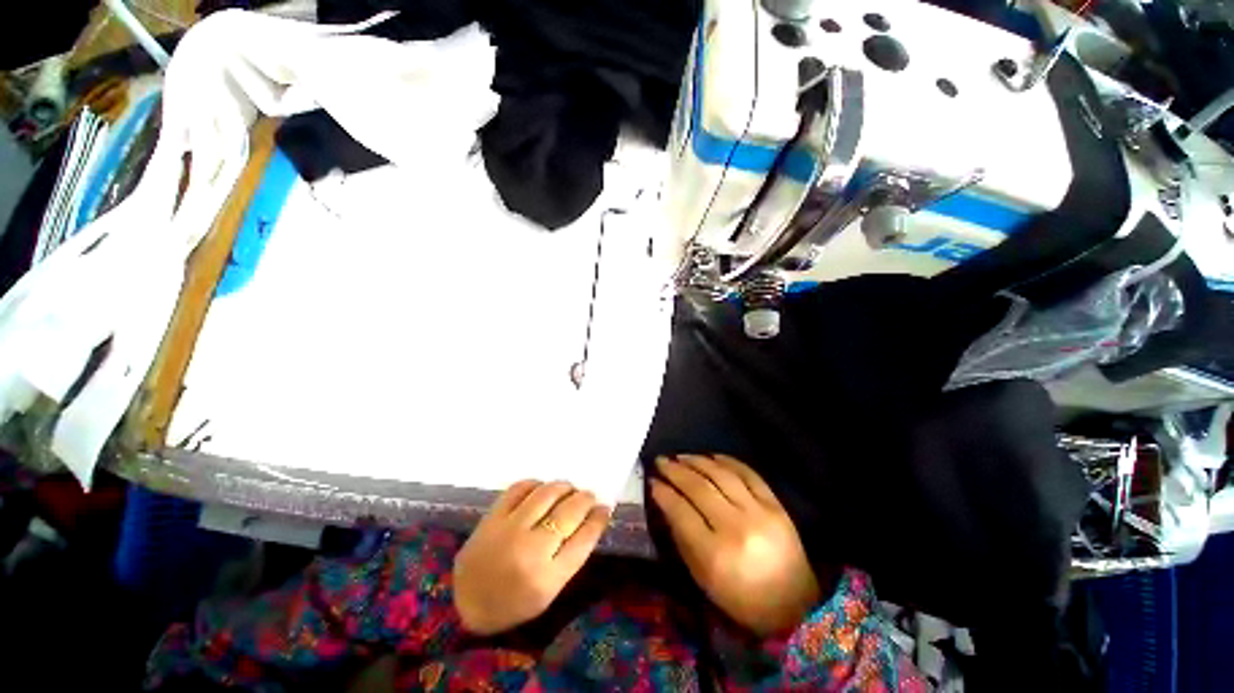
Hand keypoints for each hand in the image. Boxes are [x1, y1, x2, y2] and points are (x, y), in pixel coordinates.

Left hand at [454, 480, 609, 635]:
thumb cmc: (514, 602)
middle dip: (585, 499)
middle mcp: (529, 551)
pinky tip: (542, 490)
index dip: (598, 518)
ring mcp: (508, 530)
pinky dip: (537, 484)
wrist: (465, 603)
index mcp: (546, 579)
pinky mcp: (491, 517)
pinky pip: (521, 487)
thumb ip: (573, 554)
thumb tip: (594, 516)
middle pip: (569, 512)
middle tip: (588, 497)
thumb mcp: (550, 590)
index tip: (604, 508)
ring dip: (564, 487)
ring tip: (569, 490)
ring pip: (547, 493)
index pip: (584, 538)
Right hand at [650, 455, 820, 635]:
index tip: (652, 481)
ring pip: (721, 475)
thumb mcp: (702, 577)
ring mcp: (759, 513)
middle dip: (675, 471)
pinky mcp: (776, 505)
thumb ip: (682, 538)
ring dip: (697, 461)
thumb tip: (666, 503)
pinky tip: (711, 457)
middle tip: (661, 461)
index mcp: (715, 554)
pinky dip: (727, 461)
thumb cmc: (740, 599)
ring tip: (681, 456)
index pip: (681, 511)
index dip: (663, 492)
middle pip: (699, 488)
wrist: (794, 606)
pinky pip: (748, 473)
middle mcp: (736, 528)